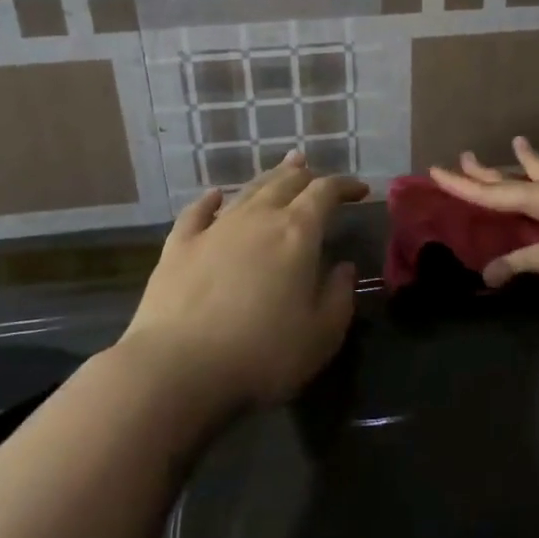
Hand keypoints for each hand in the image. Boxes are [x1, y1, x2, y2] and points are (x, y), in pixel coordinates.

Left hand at [125, 151, 369, 413]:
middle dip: (307, 175)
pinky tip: (214, 196)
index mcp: (297, 232)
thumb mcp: (321, 335)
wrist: (178, 368)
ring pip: (248, 191)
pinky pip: (197, 212)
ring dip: (270, 178)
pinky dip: (210, 200)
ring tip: (283, 169)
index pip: (326, 192)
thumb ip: (339, 296)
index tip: (360, 190)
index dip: (345, 186)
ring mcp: (215, 229)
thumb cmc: (262, 354)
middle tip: (318, 175)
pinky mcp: (179, 246)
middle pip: (286, 183)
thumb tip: (344, 268)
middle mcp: (258, 218)